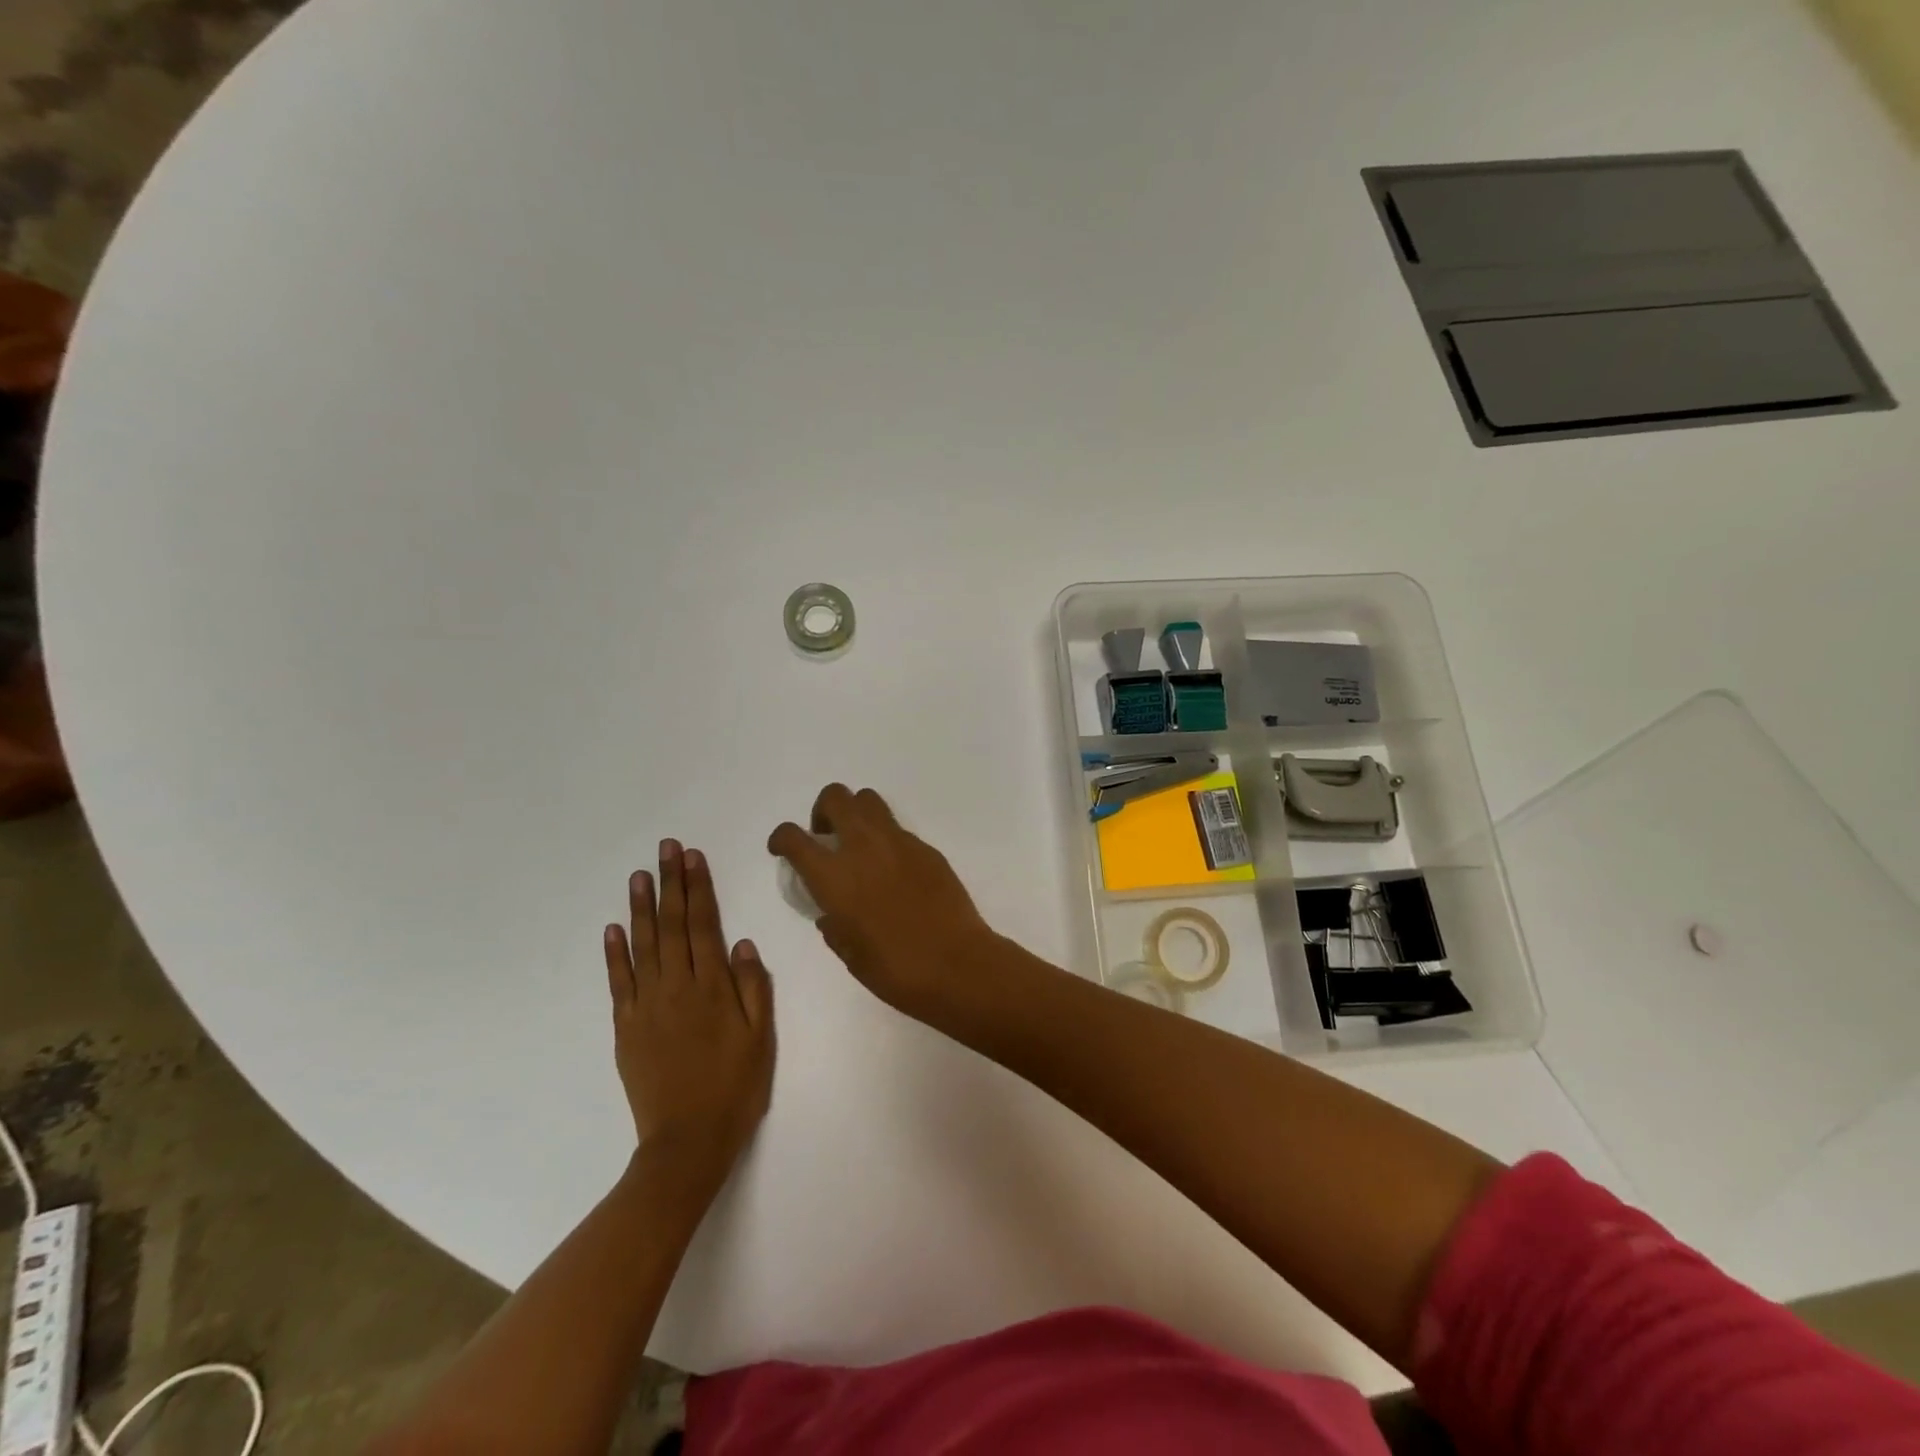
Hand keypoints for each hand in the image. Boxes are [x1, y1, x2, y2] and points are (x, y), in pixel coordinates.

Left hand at [603, 841, 774, 1181]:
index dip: (698, 888)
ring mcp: (647, 1006)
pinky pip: (619, 983)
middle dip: (670, 884)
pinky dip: (615, 954)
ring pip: (643, 946)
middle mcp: (677, 987)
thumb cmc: (734, 1088)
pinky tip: (613, 928)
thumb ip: (754, 988)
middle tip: (665, 849)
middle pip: (672, 926)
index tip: (693, 857)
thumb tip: (743, 943)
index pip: (704, 925)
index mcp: (713, 987)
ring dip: (641, 908)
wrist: (686, 1142)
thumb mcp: (760, 1038)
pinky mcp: (626, 1027)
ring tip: (639, 875)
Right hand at [768, 784, 998, 1011]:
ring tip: (859, 845)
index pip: (794, 837)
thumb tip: (831, 913)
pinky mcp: (926, 848)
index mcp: (834, 876)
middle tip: (828, 838)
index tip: (782, 849)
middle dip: (823, 811)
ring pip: (869, 800)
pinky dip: (886, 839)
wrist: (957, 964)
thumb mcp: (850, 953)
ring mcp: (898, 842)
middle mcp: (863, 847)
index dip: (781, 838)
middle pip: (835, 797)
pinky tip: (893, 870)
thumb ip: (833, 925)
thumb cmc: (896, 970)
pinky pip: (897, 828)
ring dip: (855, 813)